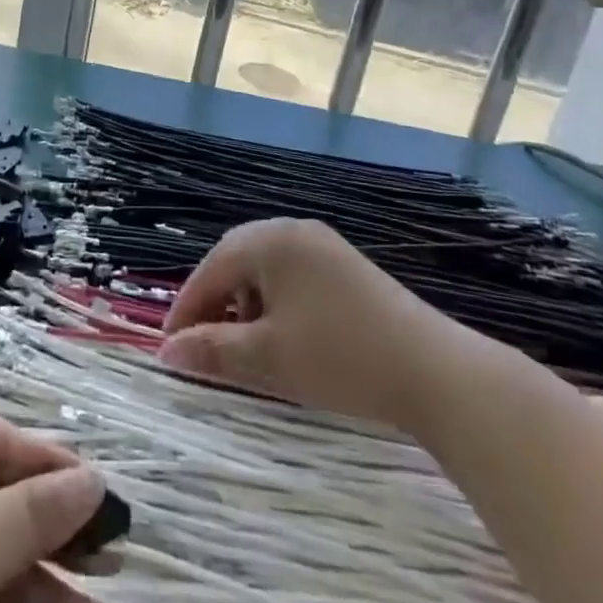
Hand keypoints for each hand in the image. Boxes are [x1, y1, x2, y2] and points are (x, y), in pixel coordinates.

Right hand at [160, 217, 489, 427]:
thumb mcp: (268, 358)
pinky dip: (277, 304)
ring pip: (266, 270)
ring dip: (246, 305)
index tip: (170, 347)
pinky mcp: (347, 268)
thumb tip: (167, 353)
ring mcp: (325, 246)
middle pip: (237, 261)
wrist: (435, 371)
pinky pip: (294, 277)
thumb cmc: (340, 357)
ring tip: (247, 347)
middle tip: (202, 344)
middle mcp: (294, 230)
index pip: (211, 268)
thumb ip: (213, 351)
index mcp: (270, 240)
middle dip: (215, 303)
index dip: (187, 308)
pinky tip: (286, 338)